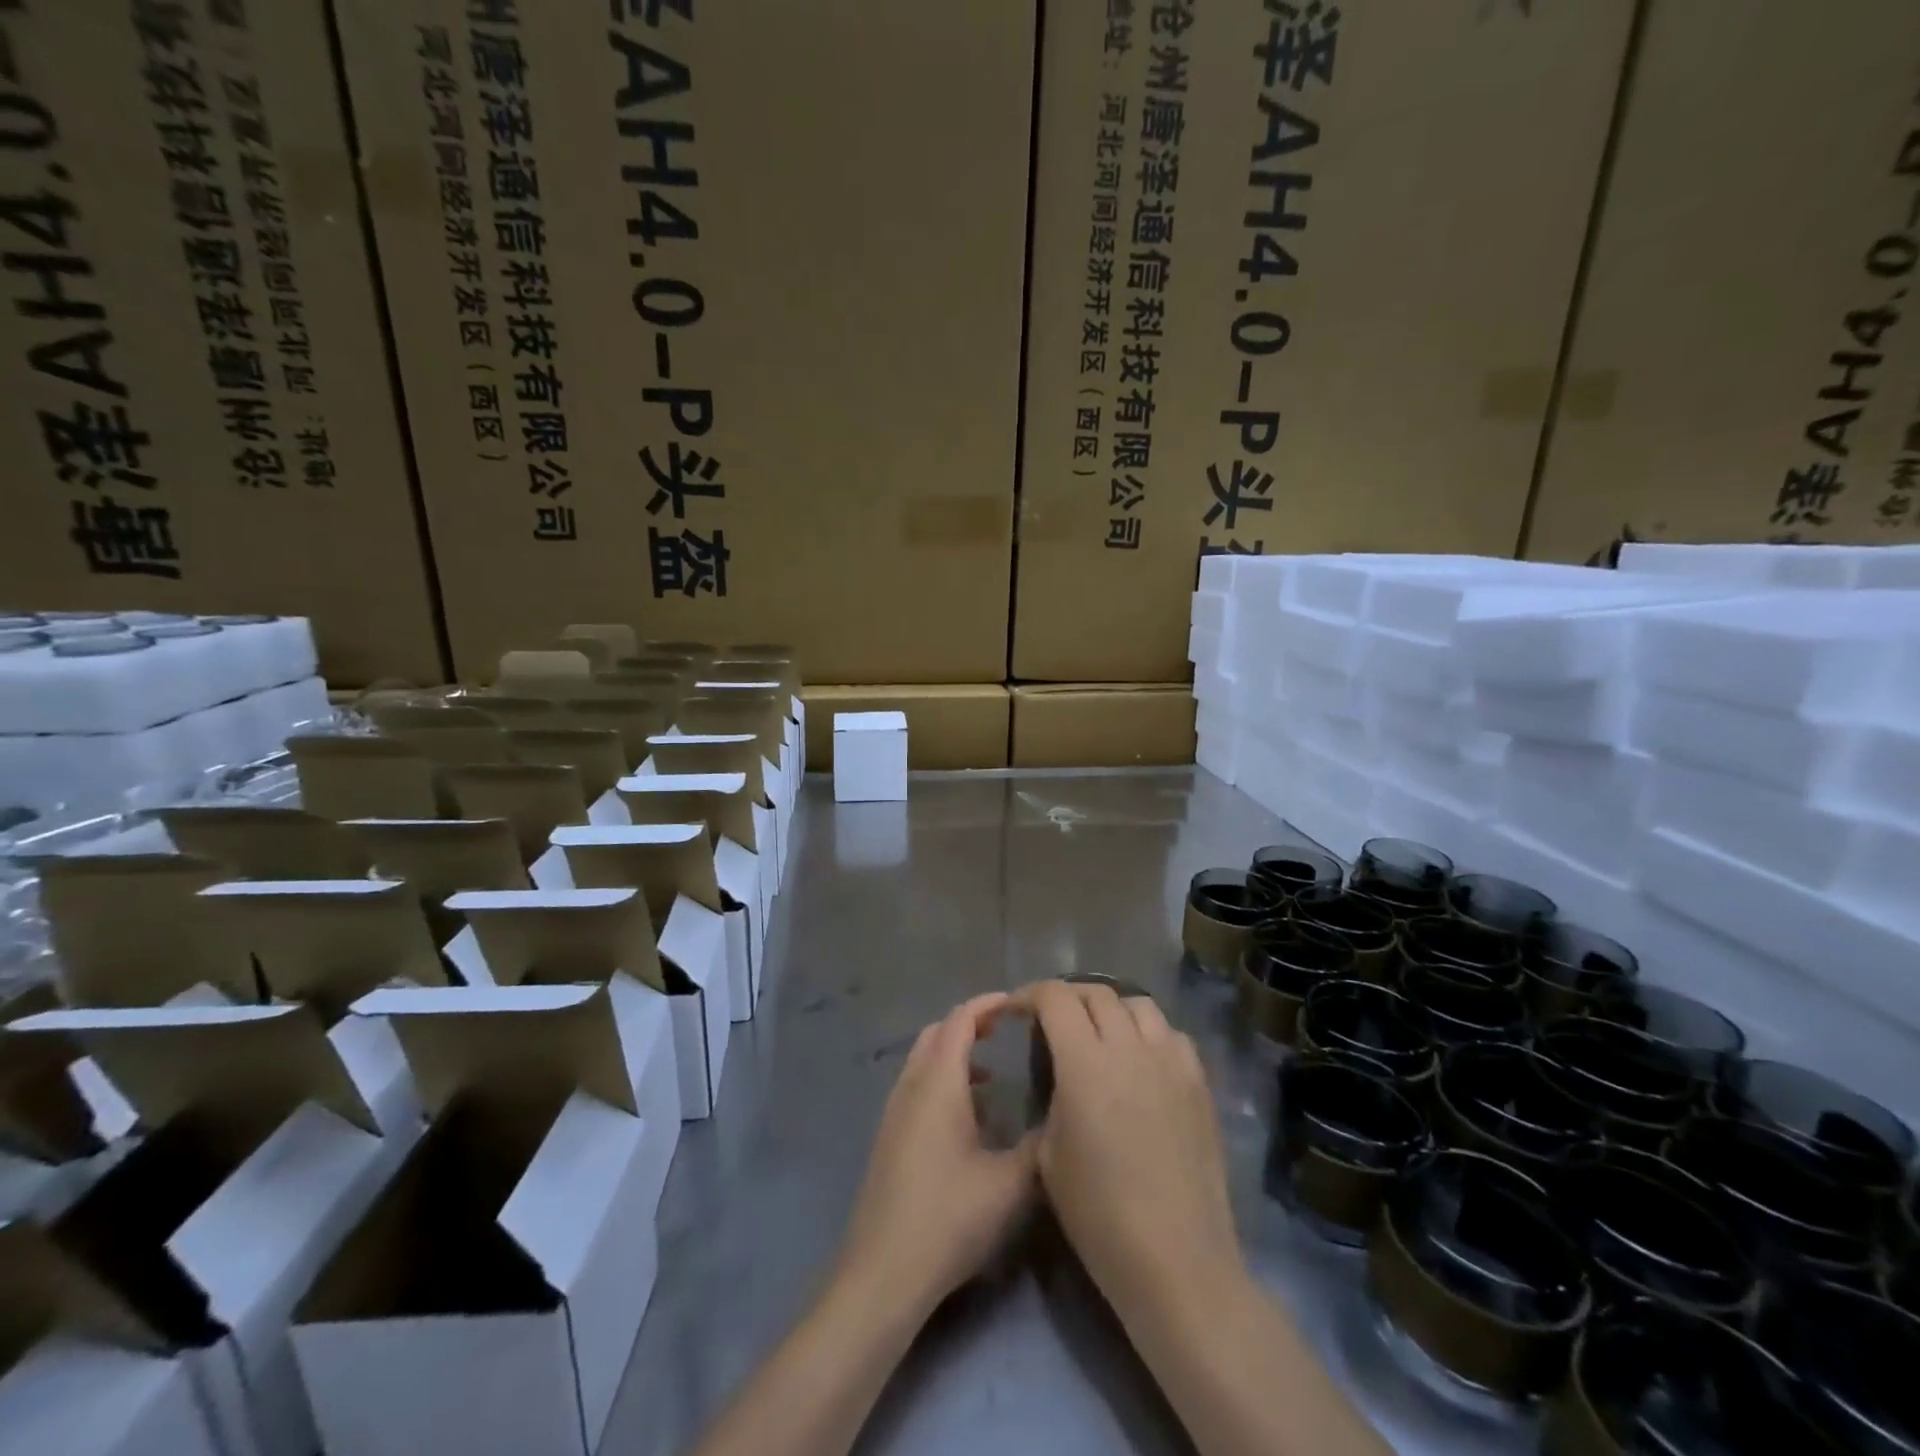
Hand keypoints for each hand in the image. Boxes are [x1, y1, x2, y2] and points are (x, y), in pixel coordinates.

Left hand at [836, 993, 1038, 1315]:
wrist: (883, 1272)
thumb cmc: (948, 1218)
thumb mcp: (1009, 1185)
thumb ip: (1040, 1145)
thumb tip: (1061, 1116)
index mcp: (938, 1084)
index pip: (960, 1020)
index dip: (987, 1004)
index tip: (1018, 1003)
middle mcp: (911, 1086)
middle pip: (937, 1033)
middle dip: (970, 1023)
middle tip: (1005, 1030)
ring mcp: (894, 1111)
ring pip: (923, 1059)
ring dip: (953, 1051)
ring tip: (990, 1070)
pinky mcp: (888, 1136)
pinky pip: (916, 1084)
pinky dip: (941, 1077)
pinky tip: (966, 1114)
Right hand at [1017, 980, 1243, 1320]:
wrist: (1177, 1262)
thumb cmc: (1099, 1216)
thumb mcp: (1048, 1154)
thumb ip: (1051, 1096)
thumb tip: (1058, 1073)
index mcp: (1085, 1064)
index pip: (1055, 998)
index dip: (1029, 995)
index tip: (1015, 1010)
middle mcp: (1130, 1048)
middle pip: (1096, 992)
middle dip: (1066, 998)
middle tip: (1051, 1020)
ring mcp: (1171, 1061)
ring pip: (1138, 1004)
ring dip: (1110, 1009)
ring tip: (1098, 1033)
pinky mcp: (1199, 1082)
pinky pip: (1171, 1034)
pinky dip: (1148, 1033)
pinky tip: (1140, 1060)